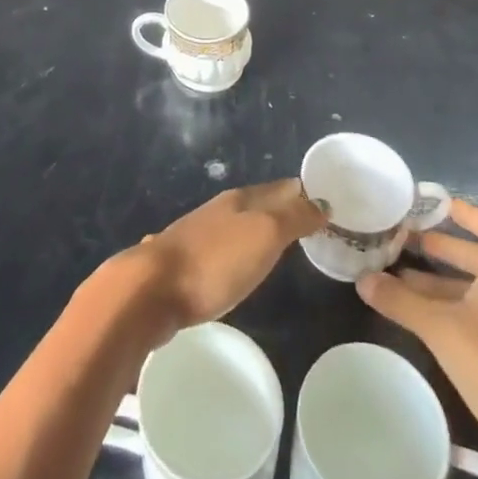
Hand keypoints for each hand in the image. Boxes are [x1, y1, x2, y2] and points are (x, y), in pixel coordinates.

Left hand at [122, 179, 325, 331]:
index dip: (303, 193)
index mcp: (240, 200)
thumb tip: (321, 201)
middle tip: (310, 222)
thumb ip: (293, 218)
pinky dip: (235, 249)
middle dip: (283, 208)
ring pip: (237, 224)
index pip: (280, 188)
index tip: (326, 201)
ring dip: (258, 228)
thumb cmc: (215, 261)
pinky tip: (234, 263)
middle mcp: (219, 210)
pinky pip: (219, 248)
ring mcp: (197, 234)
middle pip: (258, 204)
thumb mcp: (264, 235)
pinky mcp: (184, 263)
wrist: (151, 290)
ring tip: (278, 242)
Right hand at [357, 200, 477, 461]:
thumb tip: (363, 279)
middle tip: (402, 242)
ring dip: (436, 282)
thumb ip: (399, 300)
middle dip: (439, 247)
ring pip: (470, 290)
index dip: (463, 211)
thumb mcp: (438, 325)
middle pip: (475, 256)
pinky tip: (414, 318)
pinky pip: (470, 318)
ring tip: (396, 279)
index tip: (431, 205)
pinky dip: (443, 311)